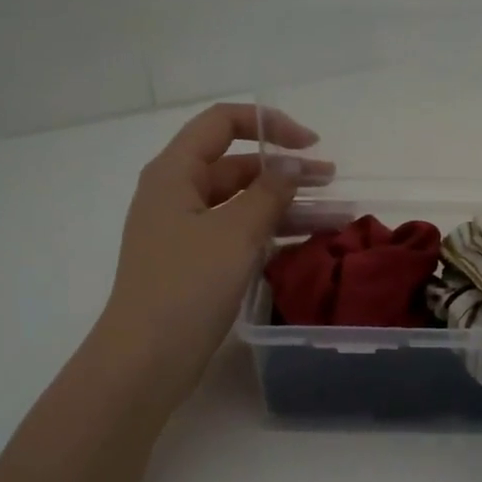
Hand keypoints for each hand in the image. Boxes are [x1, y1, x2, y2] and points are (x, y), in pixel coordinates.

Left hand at [100, 103, 330, 402]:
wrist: (146, 359)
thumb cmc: (188, 286)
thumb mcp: (236, 233)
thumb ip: (269, 193)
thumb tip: (291, 165)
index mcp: (175, 172)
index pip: (222, 123)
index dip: (269, 124)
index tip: (310, 145)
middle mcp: (176, 194)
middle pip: (235, 166)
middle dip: (285, 171)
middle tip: (332, 183)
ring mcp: (183, 232)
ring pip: (241, 204)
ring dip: (285, 206)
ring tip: (335, 217)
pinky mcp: (193, 264)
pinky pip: (236, 235)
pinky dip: (268, 234)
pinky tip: (304, 243)